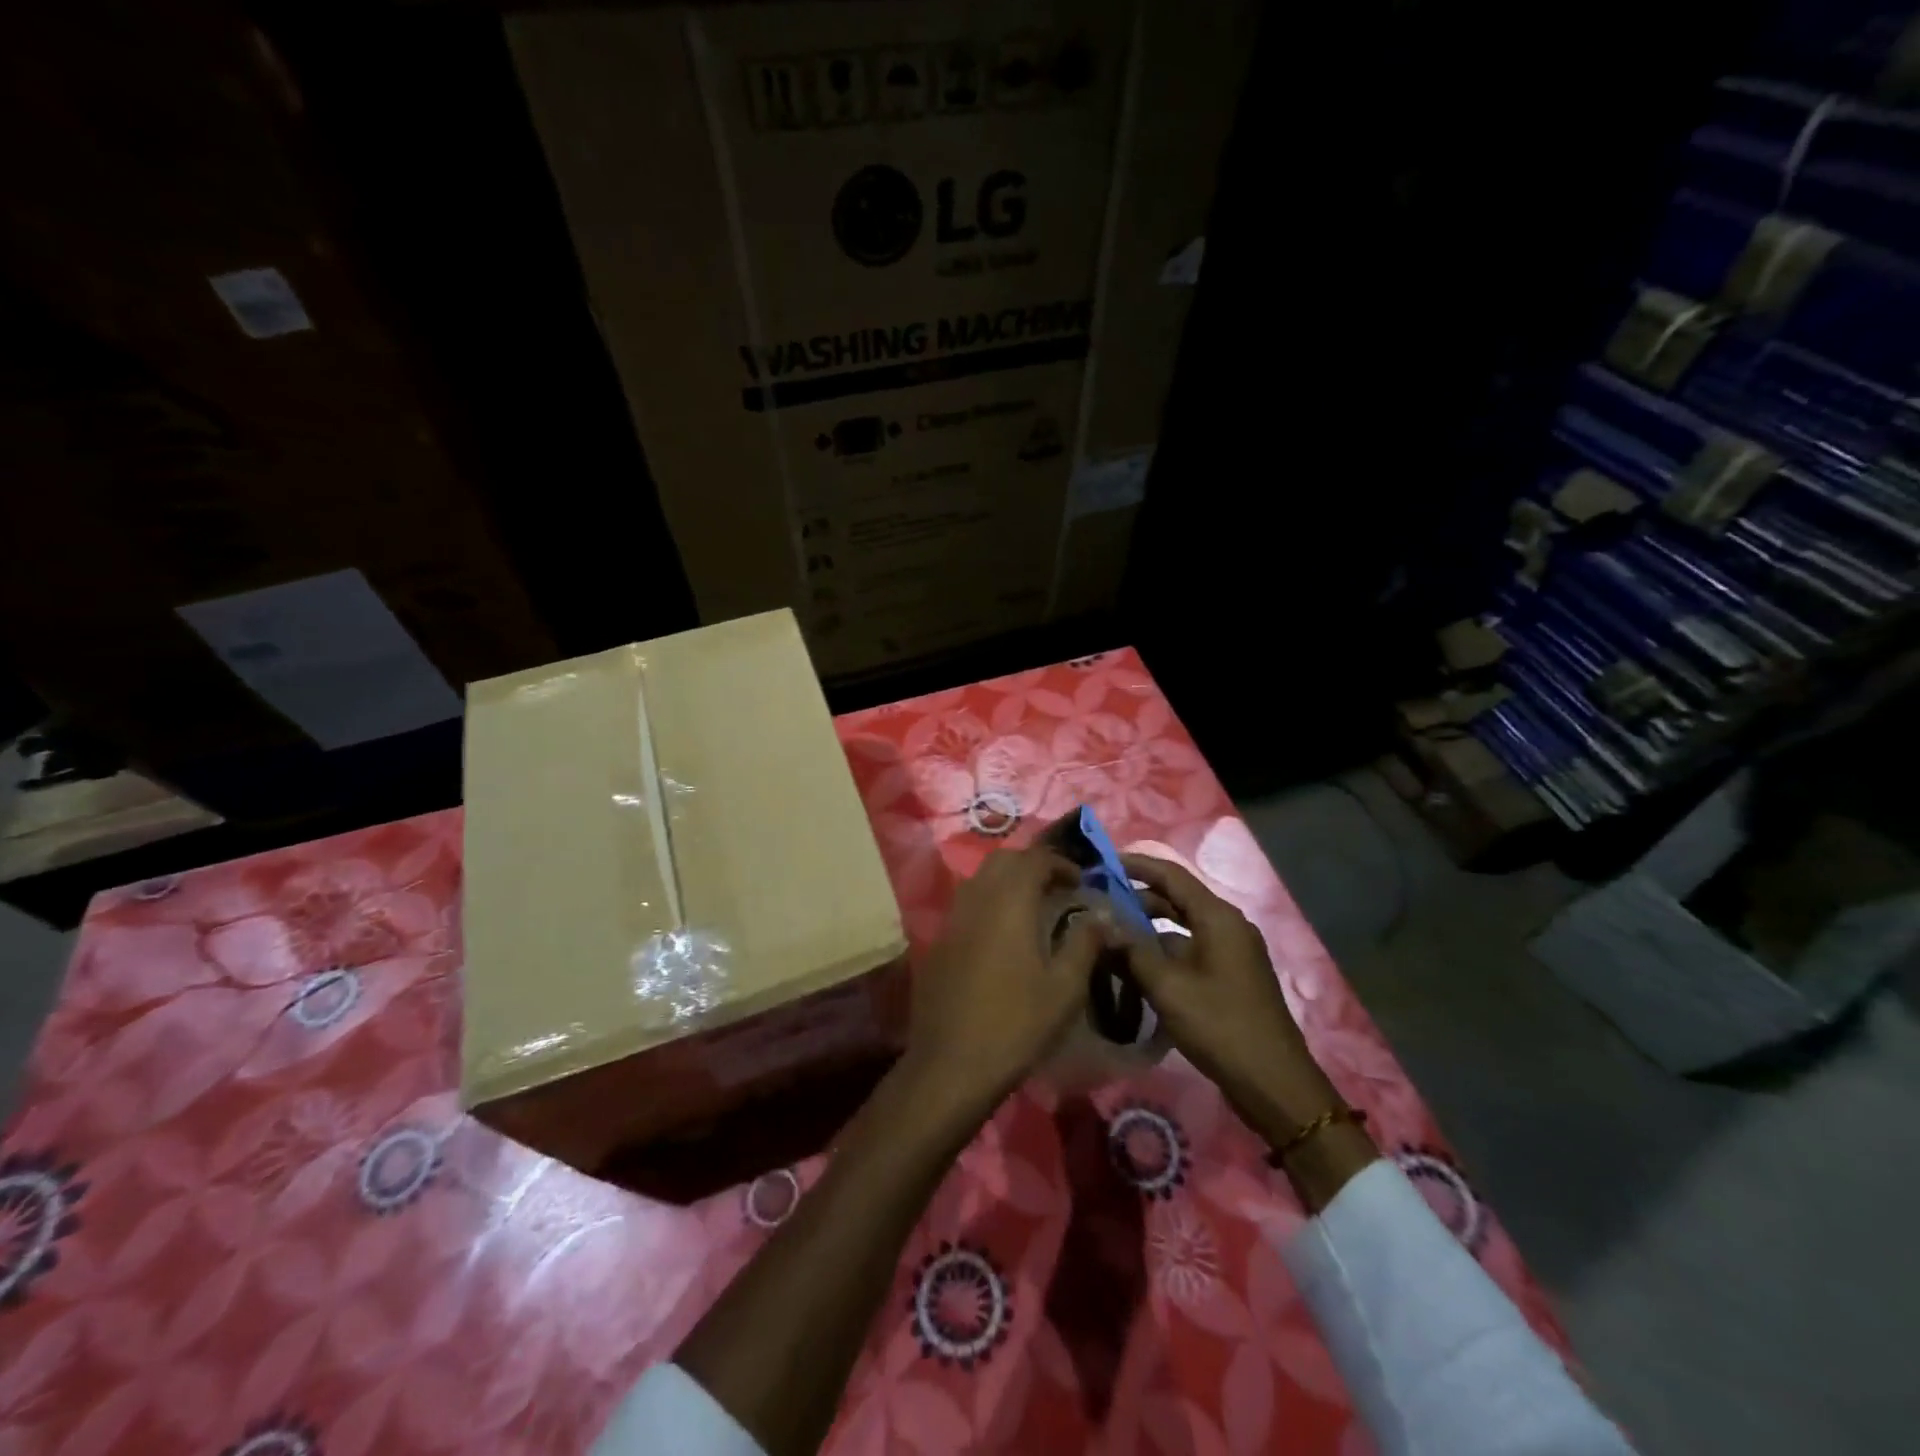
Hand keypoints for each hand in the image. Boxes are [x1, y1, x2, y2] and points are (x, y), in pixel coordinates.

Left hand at [901, 846, 1108, 1113]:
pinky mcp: (938, 942)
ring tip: (1033, 910)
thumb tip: (1102, 913)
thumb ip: (1085, 942)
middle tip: (1058, 890)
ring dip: (1008, 883)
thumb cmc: (1016, 1025)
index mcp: (1009, 902)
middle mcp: (976, 899)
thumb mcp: (1065, 988)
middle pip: (1003, 860)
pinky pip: (966, 906)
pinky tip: (1003, 938)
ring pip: (981, 880)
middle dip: (1032, 866)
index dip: (1061, 863)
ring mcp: (952, 919)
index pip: (1034, 858)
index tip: (1081, 882)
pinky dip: (989, 905)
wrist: (951, 1065)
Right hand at [1119, 854, 1340, 1141]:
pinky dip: (1162, 951)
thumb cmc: (1220, 1026)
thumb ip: (1132, 950)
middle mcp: (1227, 926)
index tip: (1101, 863)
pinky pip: (1189, 949)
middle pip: (1176, 898)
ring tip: (1109, 933)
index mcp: (1218, 918)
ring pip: (1181, 926)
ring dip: (1147, 927)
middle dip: (1136, 897)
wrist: (1273, 1083)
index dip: (1136, 865)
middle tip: (1097, 901)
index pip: (1171, 875)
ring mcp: (1231, 952)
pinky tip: (1135, 966)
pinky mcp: (1229, 976)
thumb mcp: (1168, 987)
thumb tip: (1101, 922)